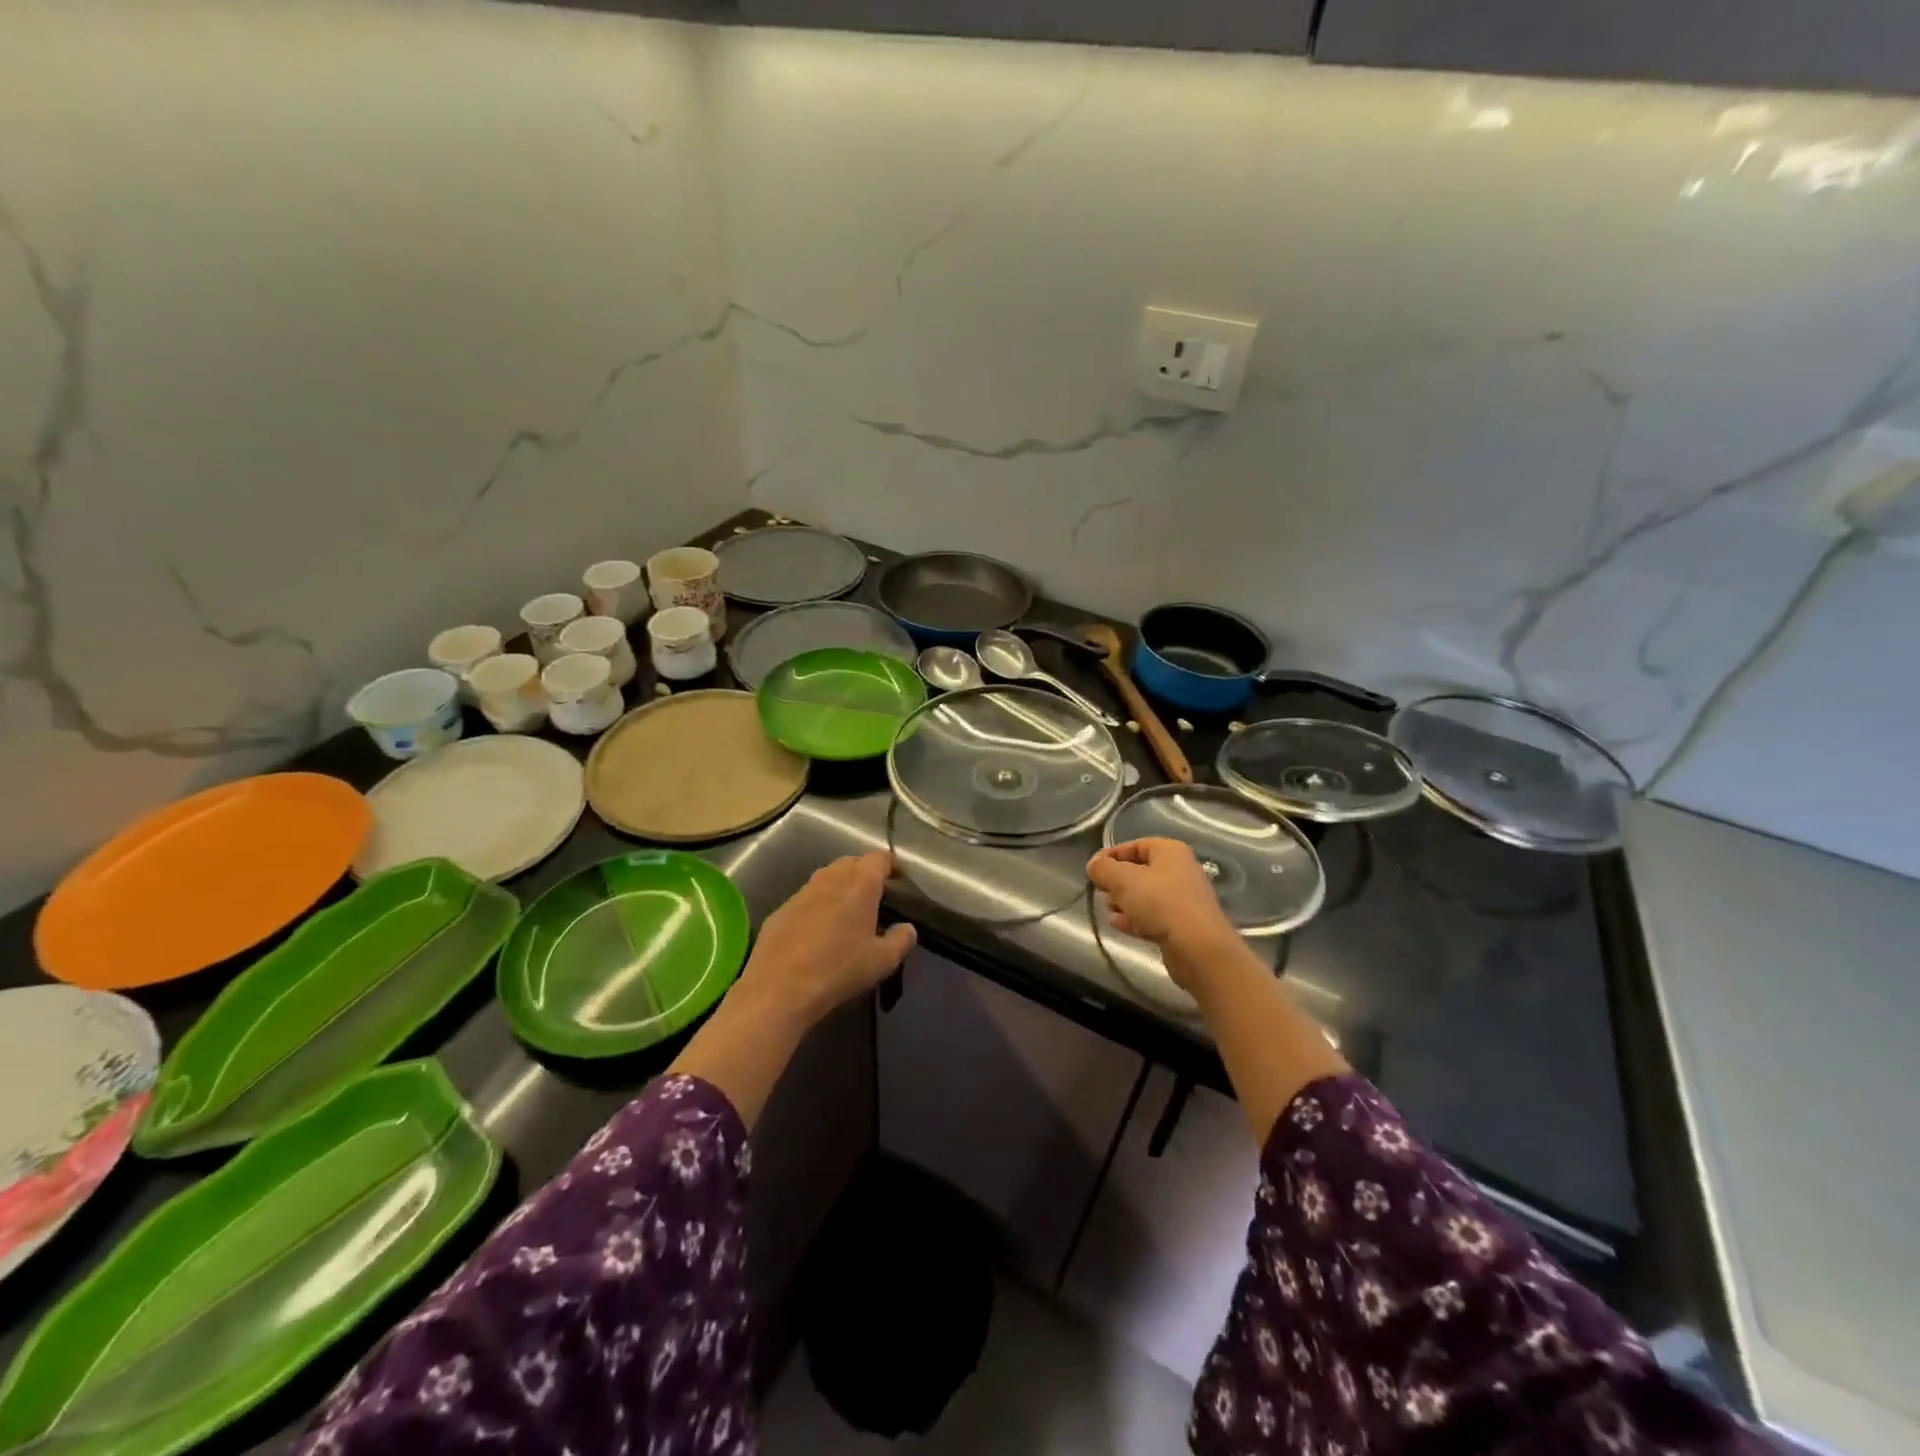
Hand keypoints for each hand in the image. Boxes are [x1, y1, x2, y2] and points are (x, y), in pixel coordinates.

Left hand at [736, 852, 916, 1027]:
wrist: (779, 989)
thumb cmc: (839, 969)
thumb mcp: (882, 961)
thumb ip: (901, 940)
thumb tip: (908, 928)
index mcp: (860, 885)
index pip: (879, 858)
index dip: (891, 866)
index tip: (898, 881)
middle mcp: (830, 879)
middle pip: (851, 862)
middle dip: (864, 873)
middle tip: (874, 898)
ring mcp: (802, 893)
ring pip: (826, 877)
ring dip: (839, 887)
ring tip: (846, 912)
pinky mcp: (781, 910)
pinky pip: (805, 898)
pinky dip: (817, 905)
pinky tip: (817, 931)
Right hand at [1087, 838, 1242, 991]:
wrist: (1198, 948)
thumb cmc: (1160, 903)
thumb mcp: (1123, 879)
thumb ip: (1103, 869)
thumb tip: (1094, 865)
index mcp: (1171, 851)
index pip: (1136, 845)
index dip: (1112, 855)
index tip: (1093, 870)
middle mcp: (1180, 871)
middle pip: (1140, 871)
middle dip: (1117, 882)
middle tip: (1102, 892)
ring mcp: (1184, 899)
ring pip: (1146, 896)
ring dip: (1125, 902)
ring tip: (1110, 911)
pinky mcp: (1183, 925)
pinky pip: (1154, 916)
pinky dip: (1136, 919)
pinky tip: (1120, 926)